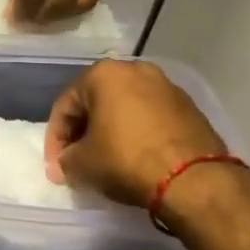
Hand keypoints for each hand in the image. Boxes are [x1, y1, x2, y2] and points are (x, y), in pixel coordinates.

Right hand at [44, 59, 226, 206]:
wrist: (194, 179)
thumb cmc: (127, 160)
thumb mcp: (82, 164)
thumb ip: (66, 158)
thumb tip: (68, 162)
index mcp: (104, 74)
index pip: (65, 106)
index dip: (55, 139)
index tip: (56, 167)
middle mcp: (136, 70)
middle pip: (96, 103)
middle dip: (83, 132)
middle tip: (77, 161)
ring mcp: (167, 86)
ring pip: (125, 109)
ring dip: (110, 132)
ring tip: (106, 160)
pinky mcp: (189, 107)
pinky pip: (150, 118)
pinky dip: (137, 134)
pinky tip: (135, 158)